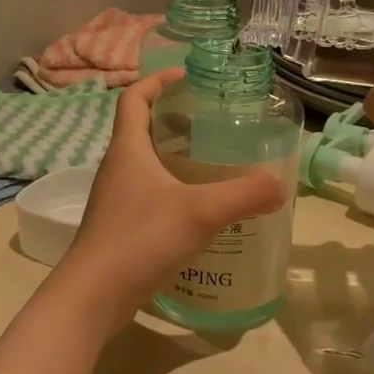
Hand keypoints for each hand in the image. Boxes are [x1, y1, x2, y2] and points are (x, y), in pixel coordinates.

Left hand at [54, 72, 287, 334]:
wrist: (93, 296)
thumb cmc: (140, 240)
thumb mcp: (200, 212)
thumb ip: (244, 195)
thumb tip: (280, 186)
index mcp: (128, 150)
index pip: (134, 98)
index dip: (157, 80)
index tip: (187, 77)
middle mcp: (117, 170)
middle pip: (142, 130)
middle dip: (176, 121)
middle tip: (214, 125)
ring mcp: (115, 202)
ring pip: (146, 167)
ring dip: (175, 160)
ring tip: (215, 166)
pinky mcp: (120, 230)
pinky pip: (148, 198)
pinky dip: (173, 194)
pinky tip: (200, 213)